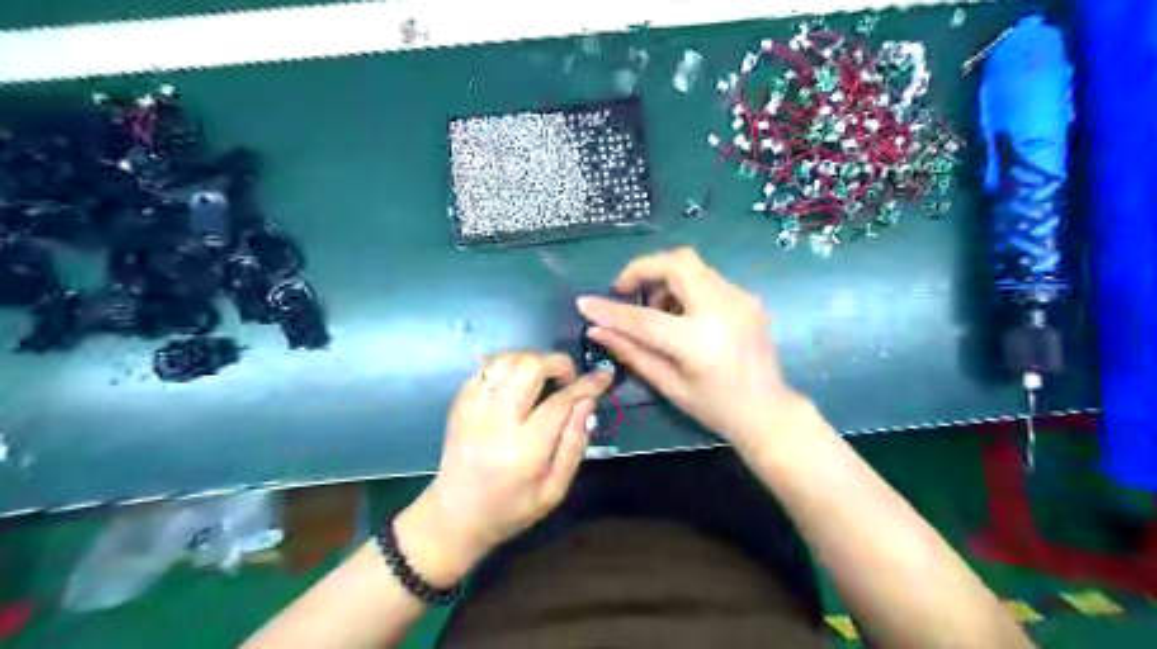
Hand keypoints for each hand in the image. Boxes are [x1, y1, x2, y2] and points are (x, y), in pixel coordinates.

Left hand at [393, 352, 609, 586]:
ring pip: (505, 359)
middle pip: (528, 367)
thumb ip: (574, 444)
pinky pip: (486, 367)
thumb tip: (588, 402)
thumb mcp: (554, 490)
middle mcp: (495, 421)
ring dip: (531, 360)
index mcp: (523, 449)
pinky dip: (508, 365)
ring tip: (543, 377)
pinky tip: (518, 381)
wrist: (455, 514)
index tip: (603, 377)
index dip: (586, 385)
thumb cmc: (510, 508)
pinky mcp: (459, 402)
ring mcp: (473, 408)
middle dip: (557, 363)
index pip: (560, 401)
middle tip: (567, 380)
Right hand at [577, 246, 807, 454]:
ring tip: (656, 308)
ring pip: (693, 265)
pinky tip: (681, 313)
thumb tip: (597, 330)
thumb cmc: (715, 408)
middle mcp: (722, 309)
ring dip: (665, 278)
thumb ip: (631, 352)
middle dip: (643, 269)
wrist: (768, 411)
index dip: (611, 309)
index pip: (644, 317)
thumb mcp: (668, 385)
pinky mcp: (748, 297)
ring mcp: (740, 299)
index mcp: (698, 341)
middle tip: (626, 290)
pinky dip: (685, 287)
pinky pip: (707, 278)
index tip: (584, 303)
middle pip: (677, 263)